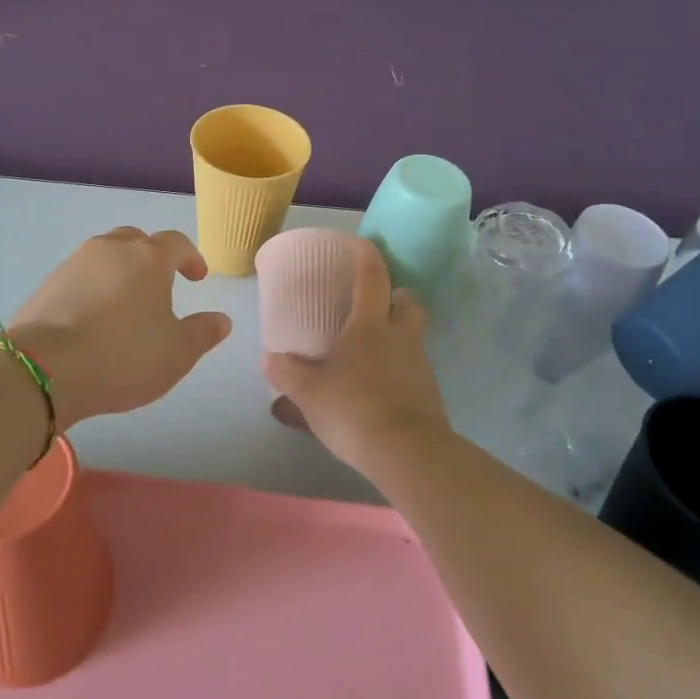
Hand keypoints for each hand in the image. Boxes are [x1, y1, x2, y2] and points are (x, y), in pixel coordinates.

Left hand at [11, 227, 232, 427]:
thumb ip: (203, 333)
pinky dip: (92, 288)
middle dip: (152, 257)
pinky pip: (80, 276)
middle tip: (160, 283)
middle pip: (136, 240)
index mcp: (148, 257)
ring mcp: (74, 263)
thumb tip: (221, 319)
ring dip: (120, 270)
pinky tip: (93, 317)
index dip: (190, 257)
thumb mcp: (177, 353)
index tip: (198, 277)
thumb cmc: (124, 355)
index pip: (176, 243)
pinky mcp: (48, 284)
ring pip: (105, 255)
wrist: (45, 367)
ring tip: (125, 301)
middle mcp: (111, 249)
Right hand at [263, 239, 451, 475]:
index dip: (367, 256)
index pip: (373, 278)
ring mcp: (420, 366)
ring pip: (413, 336)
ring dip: (397, 335)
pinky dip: (399, 370)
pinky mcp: (430, 395)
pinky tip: (379, 389)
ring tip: (371, 351)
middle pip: (408, 301)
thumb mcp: (309, 393)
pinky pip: (414, 370)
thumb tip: (269, 358)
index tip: (360, 244)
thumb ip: (287, 373)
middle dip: (396, 295)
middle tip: (375, 304)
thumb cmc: (353, 409)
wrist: (408, 454)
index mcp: (370, 325)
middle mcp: (400, 337)